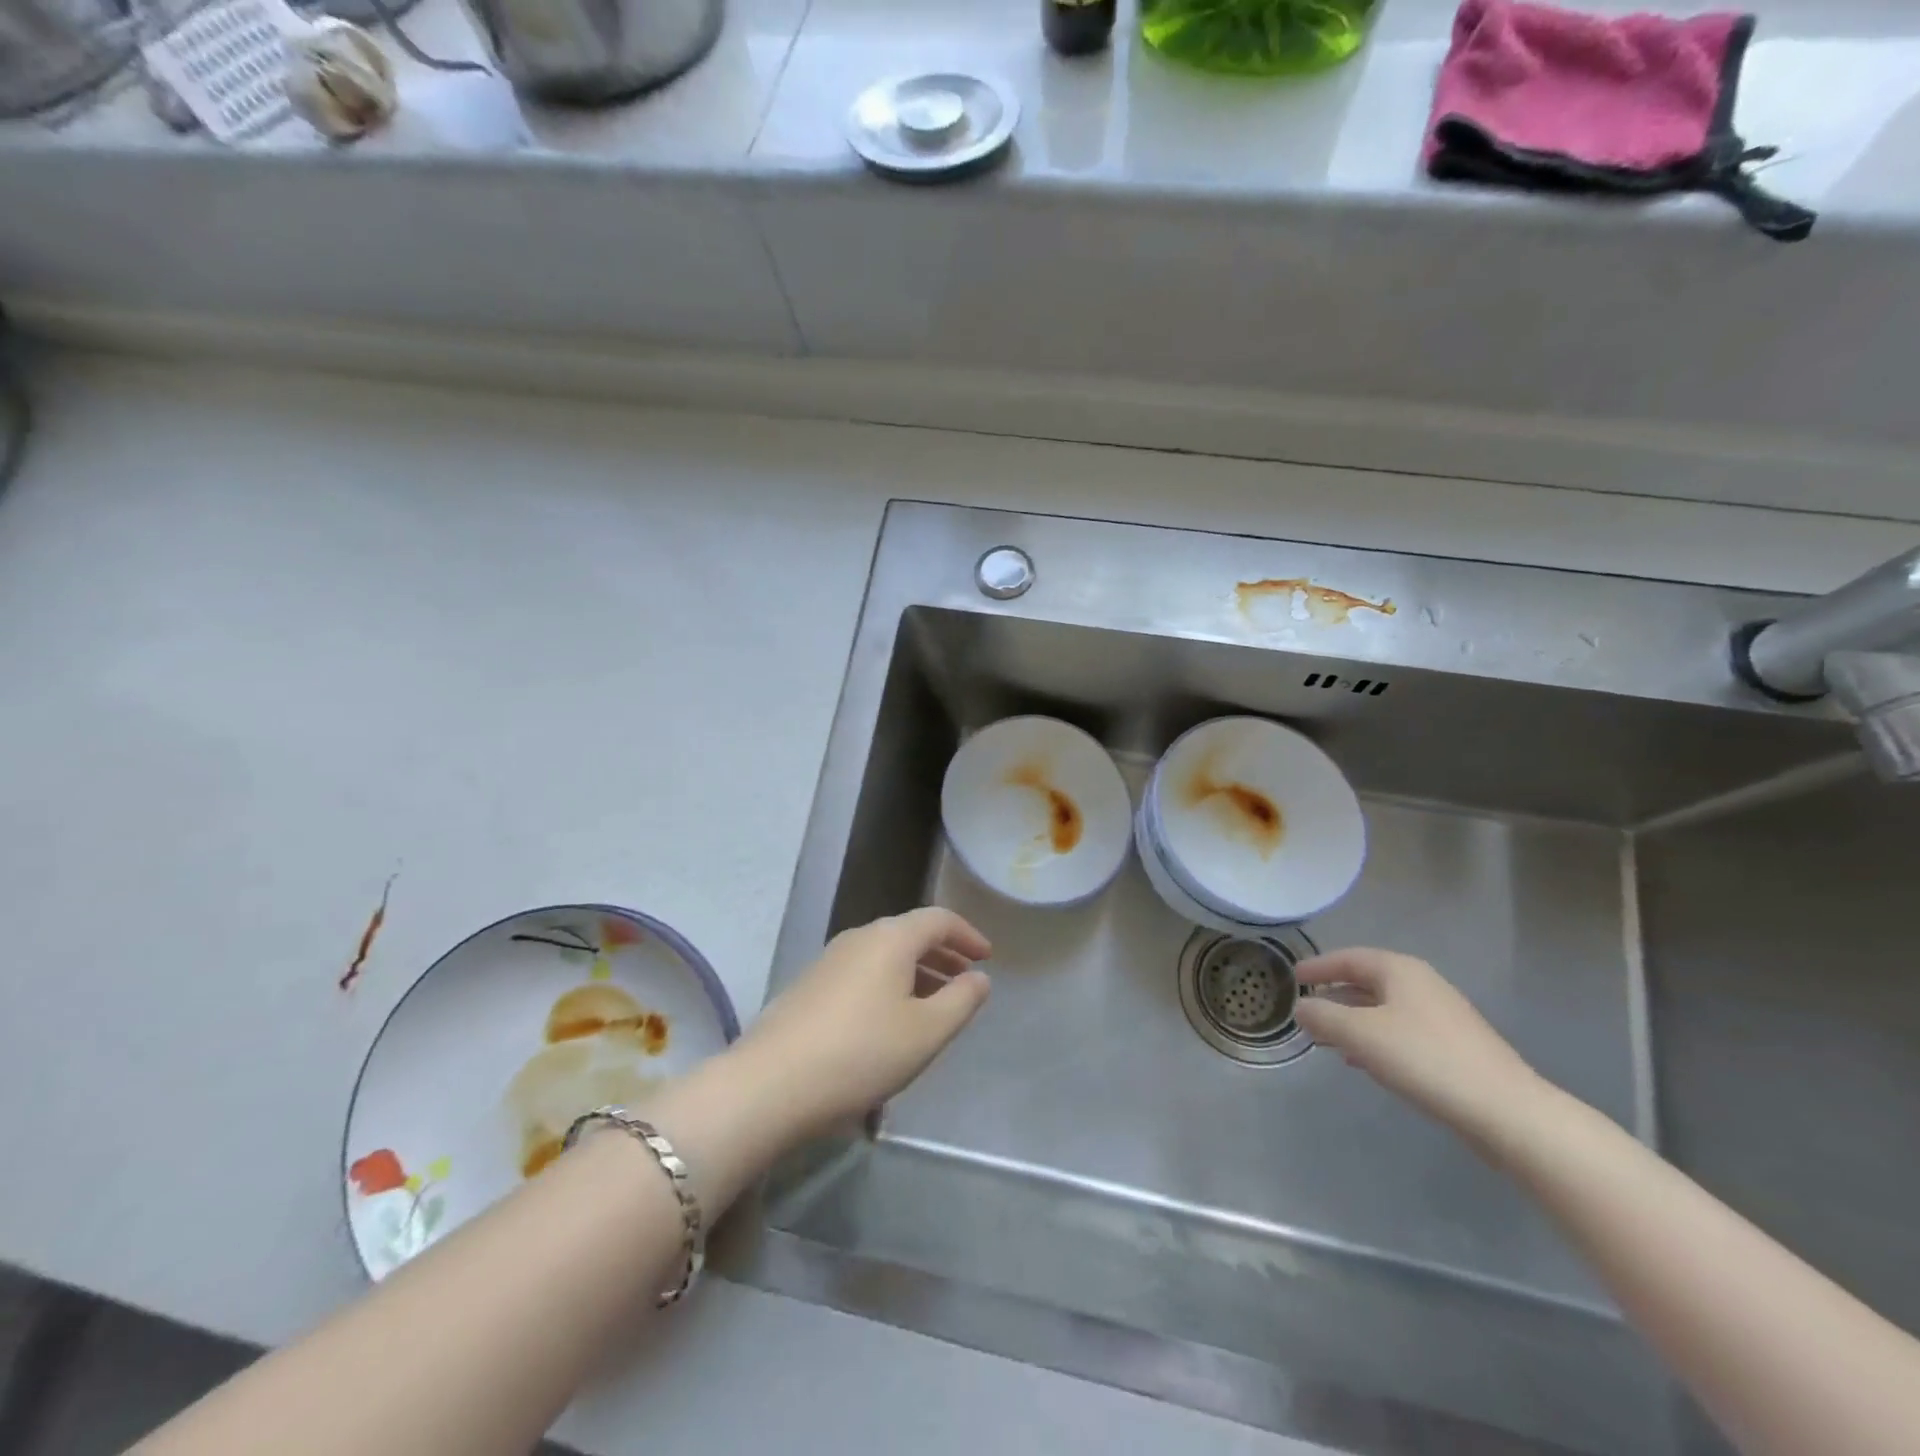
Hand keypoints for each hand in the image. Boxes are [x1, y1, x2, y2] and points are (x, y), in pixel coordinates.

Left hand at [731, 908, 991, 1137]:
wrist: (769, 1084)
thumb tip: (979, 977)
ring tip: (934, 1004)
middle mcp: (859, 938)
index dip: (967, 935)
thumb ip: (961, 1001)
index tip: (987, 957)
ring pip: (884, 956)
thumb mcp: (926, 1032)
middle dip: (942, 955)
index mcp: (891, 938)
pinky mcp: (809, 986)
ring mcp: (829, 960)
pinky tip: (890, 1022)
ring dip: (915, 972)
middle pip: (909, 934)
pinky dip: (888, 985)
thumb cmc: (861, 1053)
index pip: (938, 919)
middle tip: (966, 981)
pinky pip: (863, 973)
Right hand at [1292, 947, 1544, 1139]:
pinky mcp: (1455, 1047)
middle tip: (1307, 1010)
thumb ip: (1323, 1017)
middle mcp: (1422, 985)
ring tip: (1328, 1040)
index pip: (1348, 958)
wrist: (1506, 1111)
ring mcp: (1443, 1016)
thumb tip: (1301, 1007)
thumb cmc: (1425, 1059)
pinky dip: (1375, 1039)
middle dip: (1335, 995)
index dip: (1318, 966)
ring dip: (1353, 1020)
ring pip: (1384, 1009)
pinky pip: (1402, 1032)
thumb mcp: (1360, 1035)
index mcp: (1400, 971)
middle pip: (1368, 982)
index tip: (1293, 976)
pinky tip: (1365, 1062)